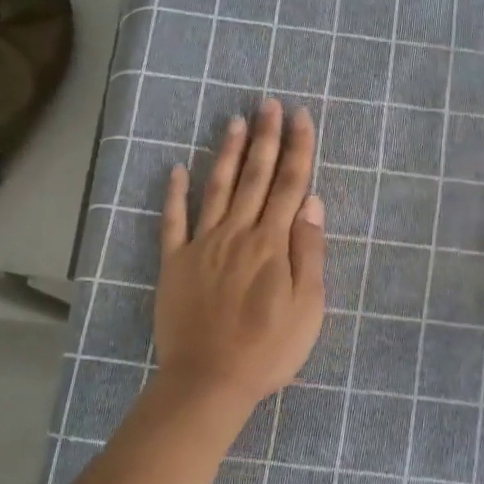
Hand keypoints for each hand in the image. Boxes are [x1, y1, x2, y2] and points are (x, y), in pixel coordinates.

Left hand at [156, 100, 325, 409]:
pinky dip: (174, 193)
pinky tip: (176, 168)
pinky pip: (172, 221)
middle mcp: (237, 233)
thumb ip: (309, 252)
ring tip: (234, 121)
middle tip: (269, 104)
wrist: (210, 380)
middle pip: (255, 177)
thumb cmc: (269, 349)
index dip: (297, 149)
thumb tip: (311, 203)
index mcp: (272, 244)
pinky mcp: (174, 263)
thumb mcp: (308, 307)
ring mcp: (202, 245)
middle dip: (265, 138)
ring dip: (227, 153)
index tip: (302, 117)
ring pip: (217, 189)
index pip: (289, 185)